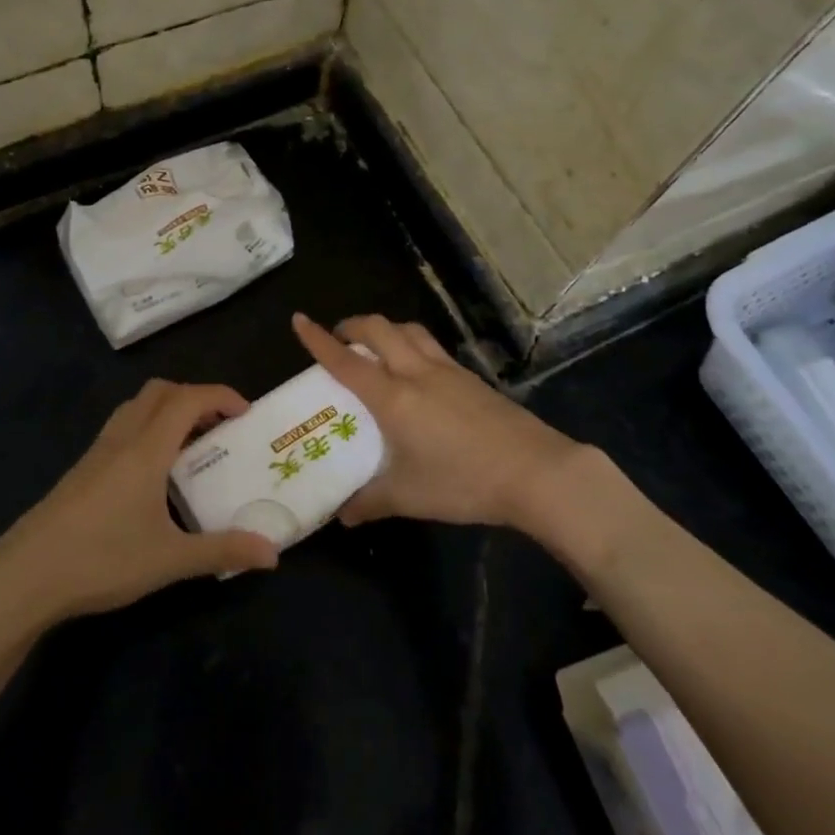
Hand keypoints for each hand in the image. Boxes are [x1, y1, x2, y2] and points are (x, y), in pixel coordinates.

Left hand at [0, 380, 279, 626]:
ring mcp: (97, 452)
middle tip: (219, 426)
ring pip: (136, 407)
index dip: (220, 396)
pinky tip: (152, 472)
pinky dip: (147, 428)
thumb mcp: (170, 560)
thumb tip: (273, 553)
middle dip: (194, 396)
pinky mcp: (81, 470)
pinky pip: (121, 427)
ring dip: (167, 409)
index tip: (246, 412)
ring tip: (190, 444)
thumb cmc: (102, 560)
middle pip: (160, 391)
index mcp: (146, 449)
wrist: (25, 576)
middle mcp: (122, 438)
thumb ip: (222, 551)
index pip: (188, 399)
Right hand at [293, 312, 597, 531]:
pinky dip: (412, 344)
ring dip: (385, 329)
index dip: (319, 340)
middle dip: (352, 326)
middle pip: (379, 329)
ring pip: (408, 330)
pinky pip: (431, 346)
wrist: (536, 472)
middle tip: (339, 339)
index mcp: (393, 398)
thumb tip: (342, 515)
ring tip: (376, 347)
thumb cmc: (463, 482)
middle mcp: (416, 373)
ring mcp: (448, 371)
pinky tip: (417, 371)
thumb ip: (371, 502)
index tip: (299, 320)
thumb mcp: (409, 496)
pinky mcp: (471, 378)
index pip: (346, 362)